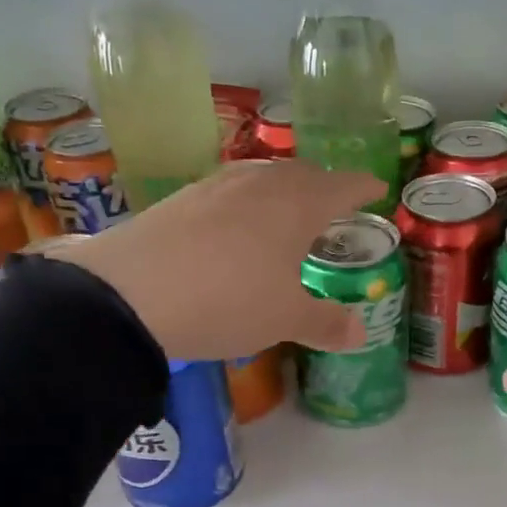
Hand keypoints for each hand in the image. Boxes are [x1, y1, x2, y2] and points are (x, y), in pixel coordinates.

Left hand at [42, 160, 386, 359]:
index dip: (363, 186)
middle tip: (335, 203)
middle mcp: (260, 183)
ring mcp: (216, 186)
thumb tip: (360, 333)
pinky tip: (236, 225)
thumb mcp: (285, 319)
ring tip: (287, 211)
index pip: (342, 185)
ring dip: (283, 189)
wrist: (129, 294)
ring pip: (262, 177)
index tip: (377, 187)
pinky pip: (229, 190)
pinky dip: (246, 201)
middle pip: (302, 174)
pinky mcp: (180, 198)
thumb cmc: (228, 301)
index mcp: (297, 204)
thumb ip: (327, 323)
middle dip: (324, 185)